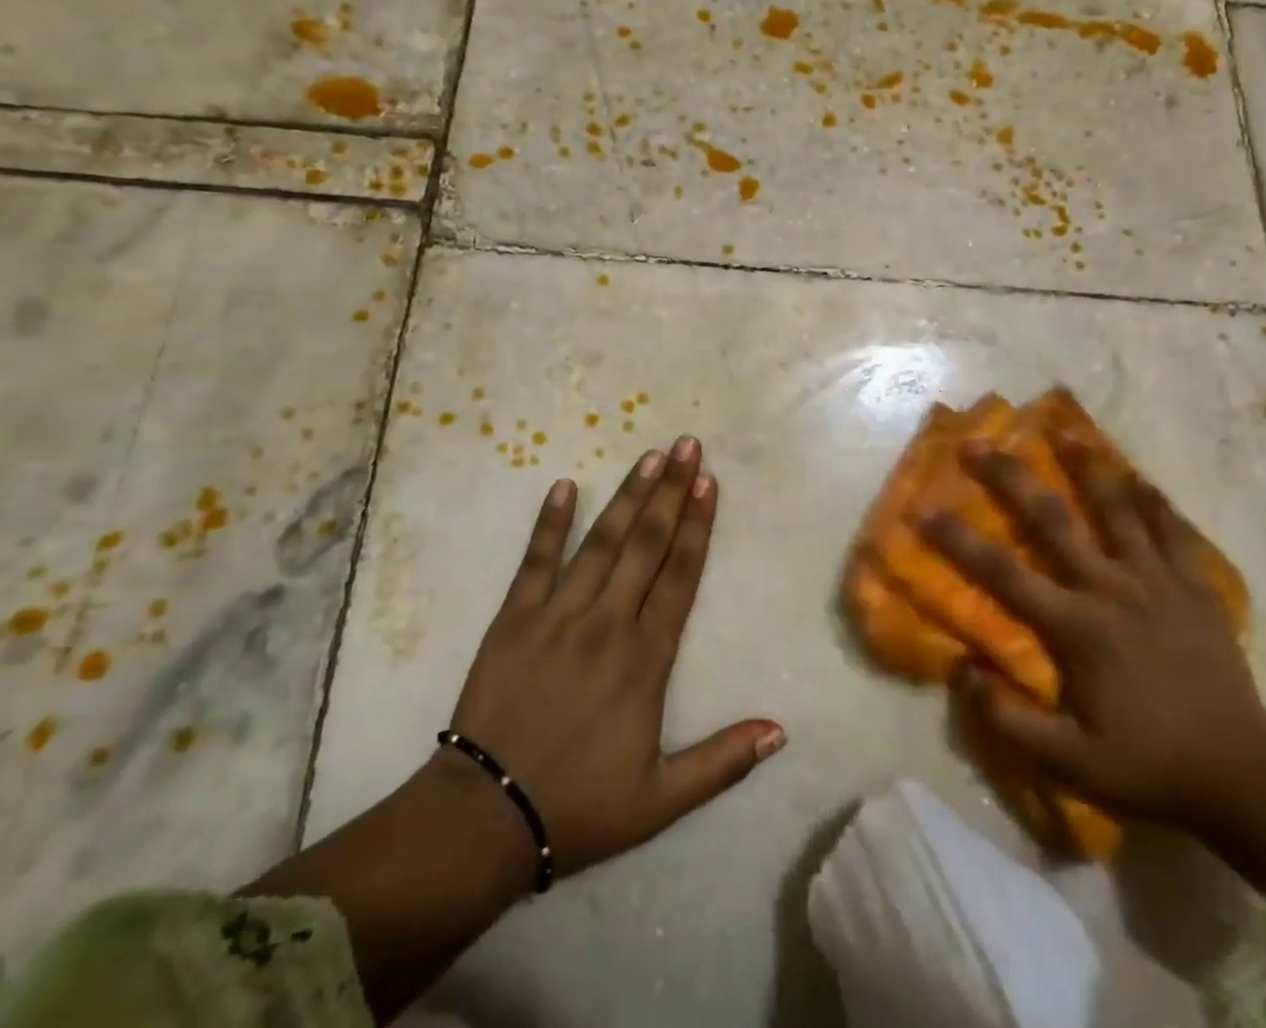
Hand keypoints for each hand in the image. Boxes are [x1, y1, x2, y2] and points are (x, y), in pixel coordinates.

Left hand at [446, 436, 785, 880]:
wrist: (484, 819)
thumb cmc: (579, 806)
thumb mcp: (661, 800)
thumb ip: (723, 762)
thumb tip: (781, 731)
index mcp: (645, 659)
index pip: (680, 577)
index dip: (697, 526)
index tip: (709, 483)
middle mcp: (607, 624)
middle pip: (647, 545)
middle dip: (670, 492)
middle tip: (687, 446)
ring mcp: (557, 615)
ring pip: (601, 543)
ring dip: (627, 496)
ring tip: (649, 455)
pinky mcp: (513, 619)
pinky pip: (535, 562)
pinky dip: (550, 523)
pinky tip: (564, 486)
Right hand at [921, 432, 1265, 887]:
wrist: (1245, 780)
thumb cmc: (1150, 767)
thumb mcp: (1071, 764)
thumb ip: (1009, 721)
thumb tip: (960, 670)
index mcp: (1077, 627)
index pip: (1003, 572)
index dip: (958, 540)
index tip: (925, 509)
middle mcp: (1112, 588)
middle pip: (1053, 519)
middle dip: (1010, 477)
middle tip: (978, 443)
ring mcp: (1158, 581)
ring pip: (1118, 508)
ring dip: (1087, 466)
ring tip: (1064, 430)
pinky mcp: (1195, 587)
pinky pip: (1173, 531)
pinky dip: (1153, 500)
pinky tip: (1137, 475)